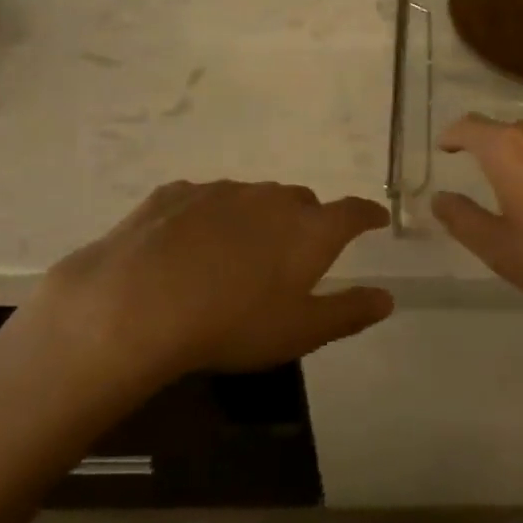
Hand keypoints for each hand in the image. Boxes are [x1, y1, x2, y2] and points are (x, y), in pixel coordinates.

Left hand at [25, 181, 393, 385]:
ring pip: (253, 198)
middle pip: (301, 202)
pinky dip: (211, 217)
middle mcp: (271, 198)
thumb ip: (348, 312)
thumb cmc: (231, 324)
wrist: (136, 304)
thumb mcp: (299, 332)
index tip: (375, 218)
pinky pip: (206, 200)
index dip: (367, 214)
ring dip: (257, 218)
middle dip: (307, 221)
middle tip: (296, 253)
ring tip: (239, 253)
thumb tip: (387, 298)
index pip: (352, 212)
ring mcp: (221, 190)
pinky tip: (191, 245)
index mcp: (309, 229)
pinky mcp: (176, 193)